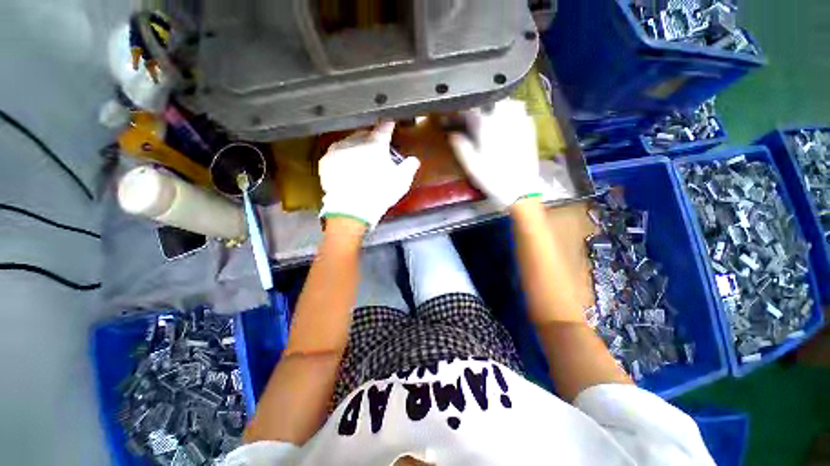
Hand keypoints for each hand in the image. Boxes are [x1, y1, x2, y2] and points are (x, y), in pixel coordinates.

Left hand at [319, 122, 420, 227]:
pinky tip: (345, 166)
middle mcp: (355, 142)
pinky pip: (336, 154)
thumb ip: (409, 168)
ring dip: (355, 147)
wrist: (352, 208)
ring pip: (348, 142)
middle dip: (370, 139)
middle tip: (374, 149)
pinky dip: (342, 157)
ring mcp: (338, 150)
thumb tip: (414, 160)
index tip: (389, 123)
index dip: (388, 125)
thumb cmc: (379, 194)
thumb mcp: (401, 182)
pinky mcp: (326, 161)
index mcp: (376, 145)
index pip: (384, 129)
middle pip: (364, 134)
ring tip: (359, 158)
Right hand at [449, 99, 545, 208]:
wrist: (521, 189)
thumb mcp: (471, 166)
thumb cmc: (493, 178)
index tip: (456, 117)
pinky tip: (506, 121)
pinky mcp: (530, 127)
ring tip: (489, 116)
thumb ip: (460, 146)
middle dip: (480, 107)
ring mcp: (520, 120)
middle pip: (490, 101)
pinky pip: (520, 110)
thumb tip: (452, 133)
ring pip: (506, 102)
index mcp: (488, 125)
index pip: (472, 109)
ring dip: (496, 106)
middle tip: (473, 118)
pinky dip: (511, 111)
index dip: (462, 112)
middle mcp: (505, 117)